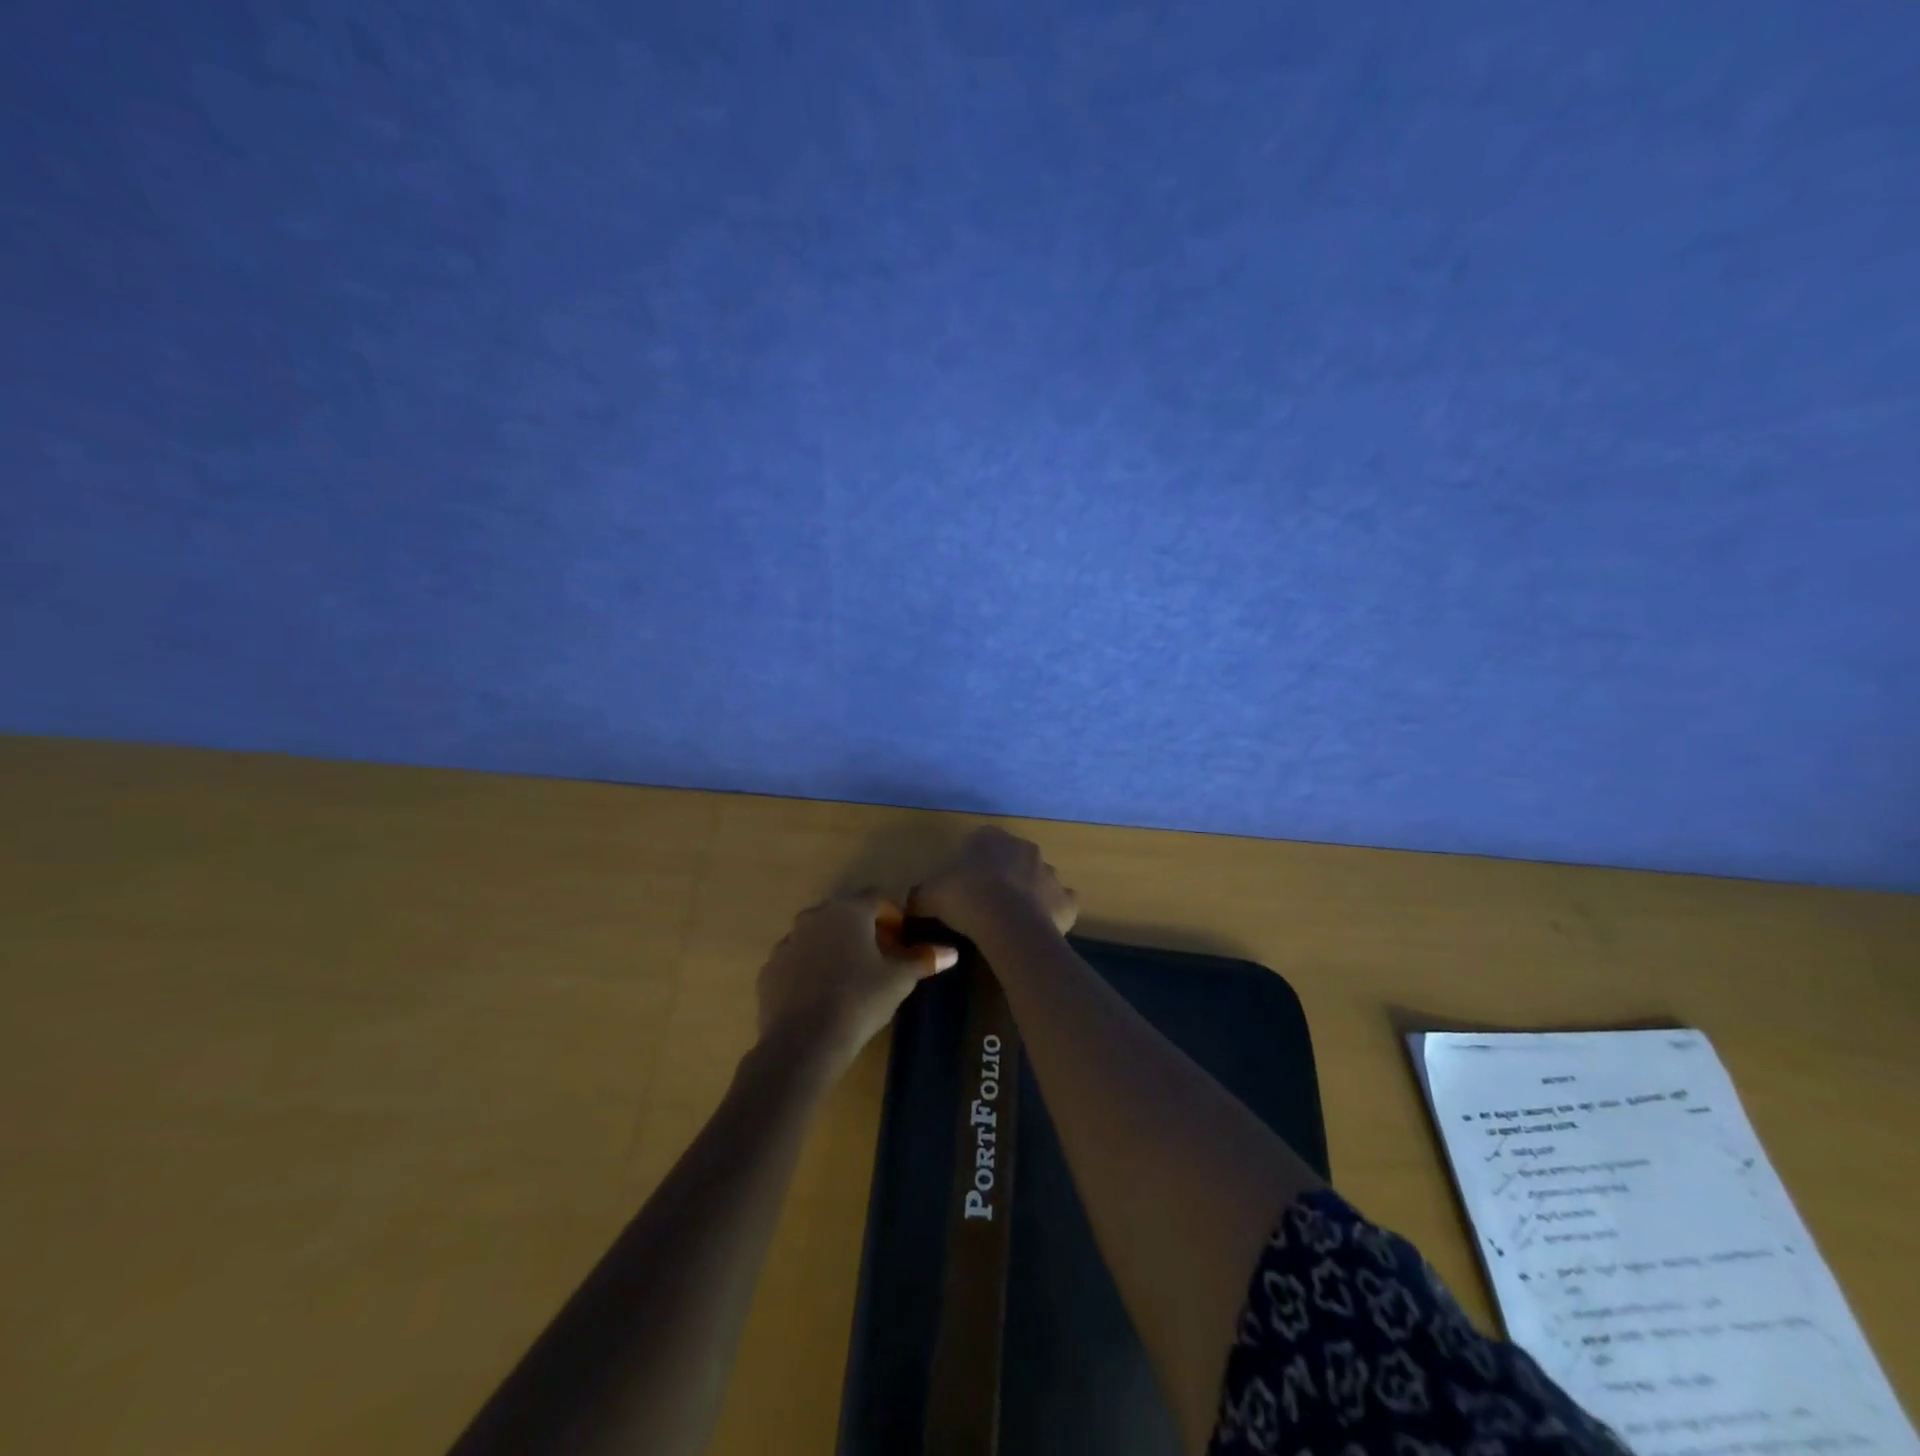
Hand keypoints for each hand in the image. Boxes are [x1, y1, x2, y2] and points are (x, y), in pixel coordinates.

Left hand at [756, 893, 958, 1079]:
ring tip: (852, 978)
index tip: (904, 939)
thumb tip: (951, 952)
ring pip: (820, 935)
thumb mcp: (898, 980)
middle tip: (883, 958)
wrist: (803, 1043)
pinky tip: (823, 994)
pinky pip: (798, 960)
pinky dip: (813, 968)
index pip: (878, 898)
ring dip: (837, 947)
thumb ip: (923, 959)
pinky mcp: (770, 969)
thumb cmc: (859, 1001)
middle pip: (848, 914)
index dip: (895, 915)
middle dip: (867, 930)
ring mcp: (788, 941)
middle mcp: (815, 916)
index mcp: (848, 910)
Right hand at [910, 827, 1078, 940]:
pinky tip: (1038, 927)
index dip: (970, 861)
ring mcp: (1050, 873)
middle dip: (1002, 874)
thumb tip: (909, 903)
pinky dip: (1052, 912)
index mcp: (991, 838)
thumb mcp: (929, 895)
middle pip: (1012, 858)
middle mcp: (1024, 848)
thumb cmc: (966, 899)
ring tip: (1010, 919)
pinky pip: (1061, 903)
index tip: (961, 884)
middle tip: (984, 902)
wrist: (1009, 925)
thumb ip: (919, 895)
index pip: (980, 840)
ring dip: (1028, 892)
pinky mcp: (1067, 901)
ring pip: (1038, 879)